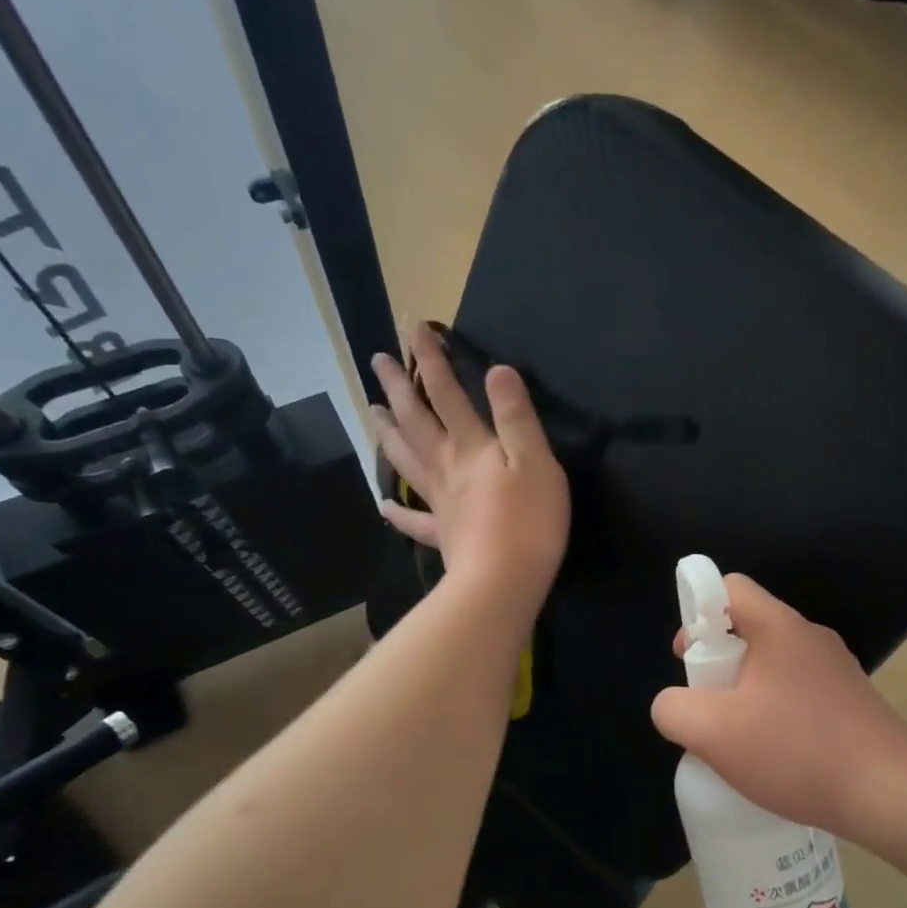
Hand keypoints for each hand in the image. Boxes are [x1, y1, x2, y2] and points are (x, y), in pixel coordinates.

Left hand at [370, 325, 569, 613]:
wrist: (503, 582)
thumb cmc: (529, 521)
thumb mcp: (536, 462)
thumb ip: (517, 417)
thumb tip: (498, 370)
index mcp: (471, 447)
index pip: (447, 393)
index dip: (432, 359)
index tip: (415, 325)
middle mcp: (447, 468)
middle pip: (416, 422)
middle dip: (397, 387)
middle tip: (376, 359)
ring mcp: (440, 503)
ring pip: (406, 461)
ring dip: (387, 433)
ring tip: (370, 411)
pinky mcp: (442, 535)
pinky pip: (413, 520)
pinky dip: (397, 511)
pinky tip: (383, 504)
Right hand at [650, 575, 906, 837]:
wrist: (889, 791)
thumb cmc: (796, 752)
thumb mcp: (713, 734)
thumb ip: (674, 710)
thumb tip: (674, 704)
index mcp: (779, 627)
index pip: (728, 587)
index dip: (696, 612)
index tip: (689, 658)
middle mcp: (810, 636)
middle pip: (749, 626)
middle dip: (717, 661)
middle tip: (709, 706)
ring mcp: (836, 668)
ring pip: (774, 663)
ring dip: (746, 690)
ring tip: (739, 737)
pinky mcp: (851, 699)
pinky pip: (798, 690)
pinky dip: (776, 710)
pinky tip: (775, 754)